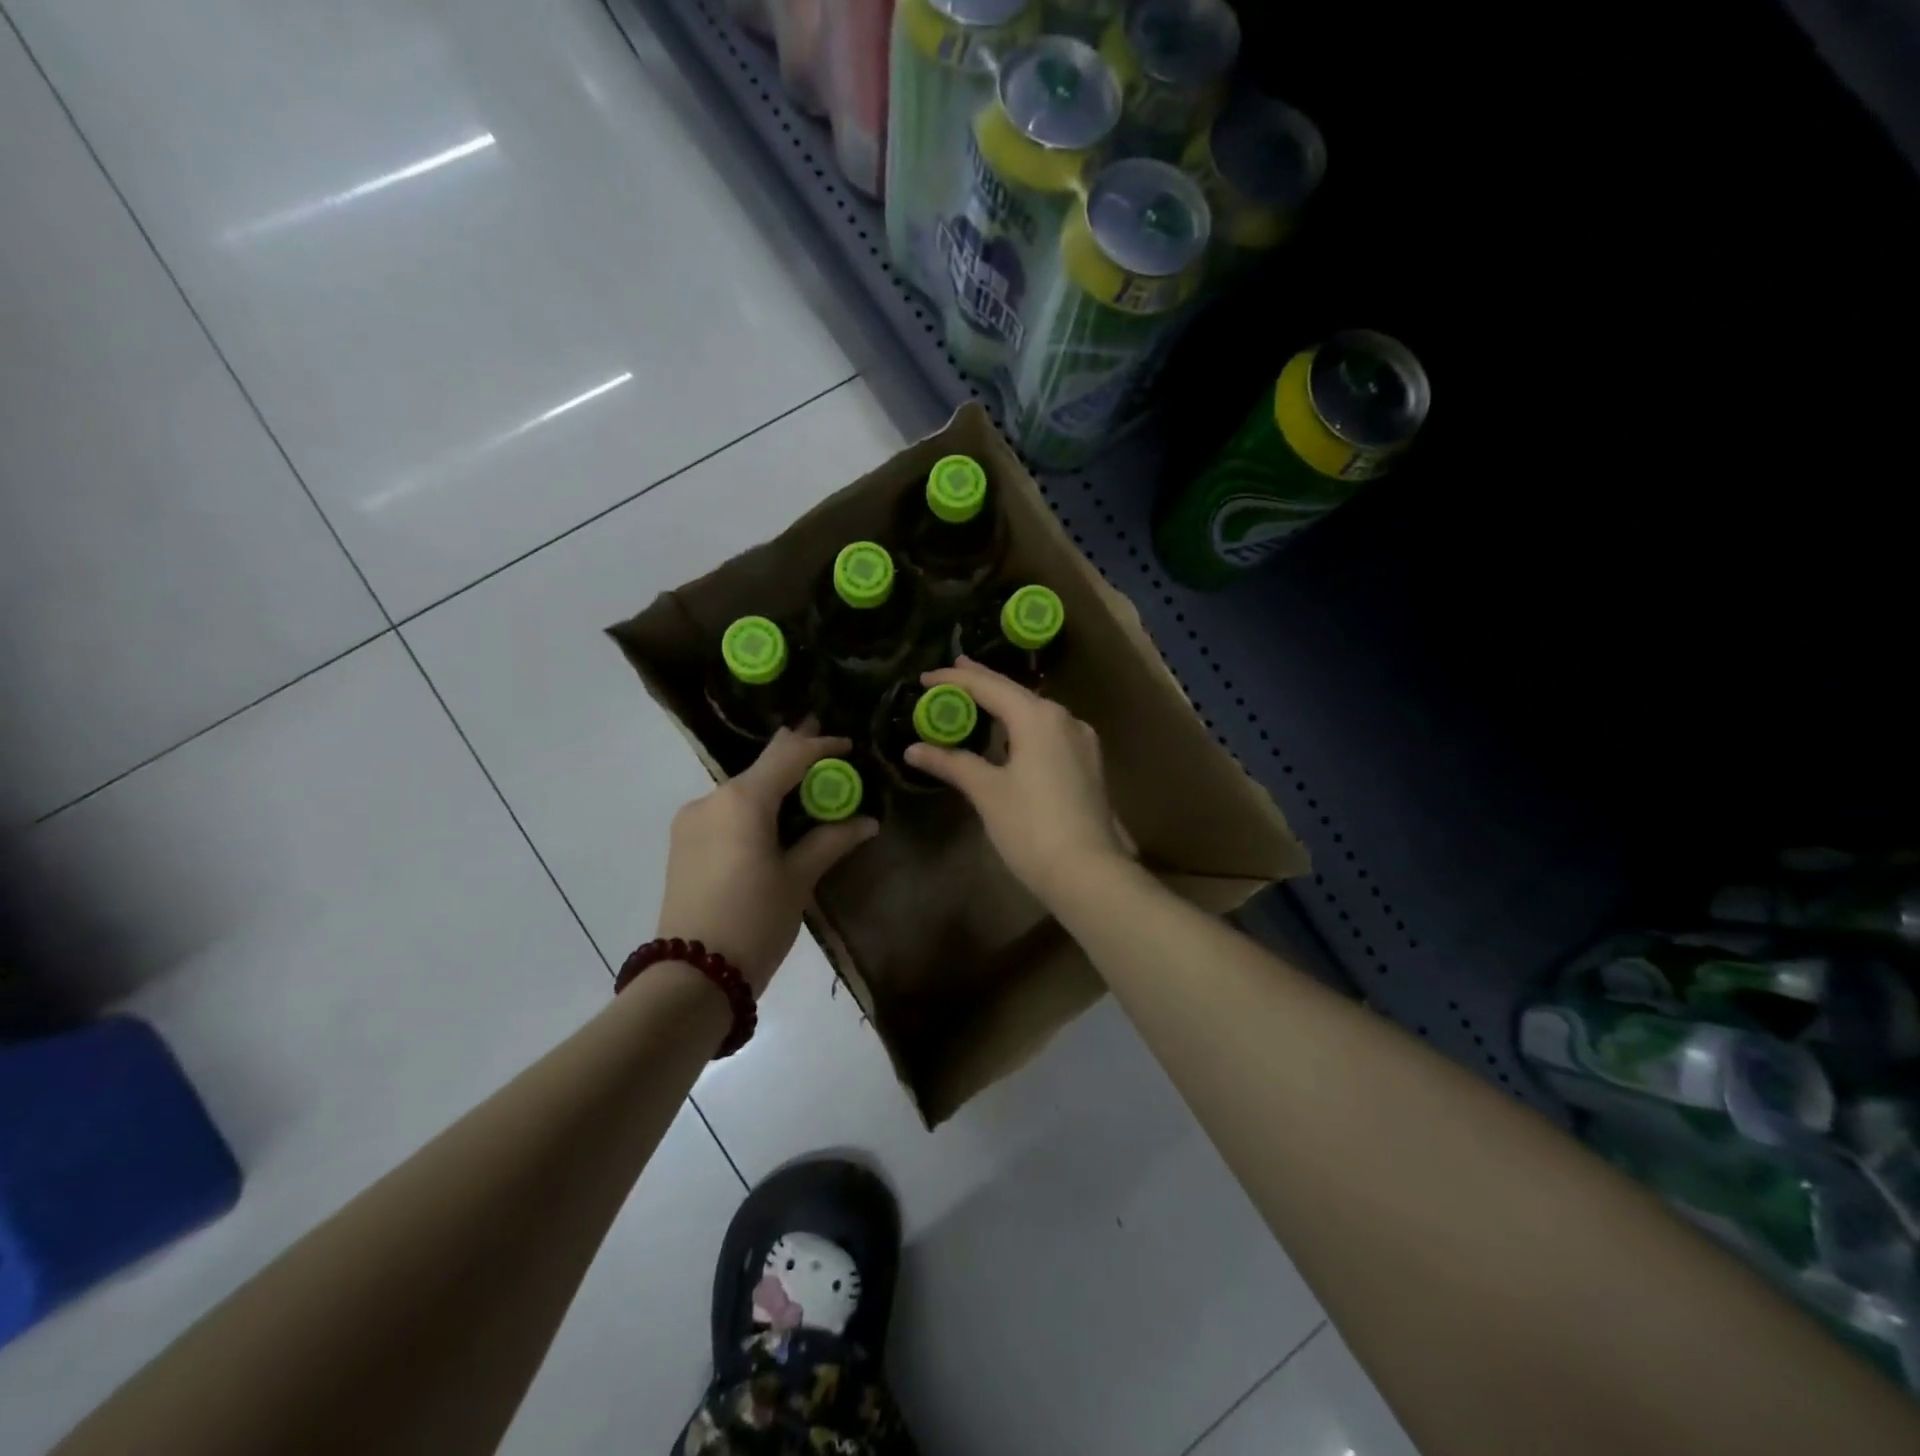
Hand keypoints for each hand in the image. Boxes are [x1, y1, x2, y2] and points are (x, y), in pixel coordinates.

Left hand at [658, 724, 877, 995]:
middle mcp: (712, 798)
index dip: (821, 746)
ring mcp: (692, 820)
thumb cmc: (755, 921)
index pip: (789, 755)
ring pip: (743, 788)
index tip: (849, 745)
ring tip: (807, 789)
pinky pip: (727, 810)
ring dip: (775, 784)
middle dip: (795, 754)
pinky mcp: (684, 842)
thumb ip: (832, 841)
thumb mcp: (799, 879)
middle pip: (762, 765)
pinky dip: (754, 806)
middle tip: (827, 752)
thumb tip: (867, 822)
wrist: (692, 976)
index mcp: (743, 800)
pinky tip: (773, 818)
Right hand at [904, 658, 1130, 906]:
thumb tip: (914, 749)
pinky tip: (1012, 734)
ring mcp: (1082, 741)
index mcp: (1038, 717)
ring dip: (1005, 704)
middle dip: (982, 683)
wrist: (1088, 871)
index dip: (955, 680)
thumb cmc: (1031, 827)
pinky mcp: (1088, 764)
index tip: (925, 677)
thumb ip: (952, 763)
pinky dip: (1023, 725)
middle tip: (952, 673)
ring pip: (1035, 712)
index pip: (990, 686)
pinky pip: (1049, 731)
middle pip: (1016, 693)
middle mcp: (1064, 718)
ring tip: (977, 699)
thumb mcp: (987, 792)